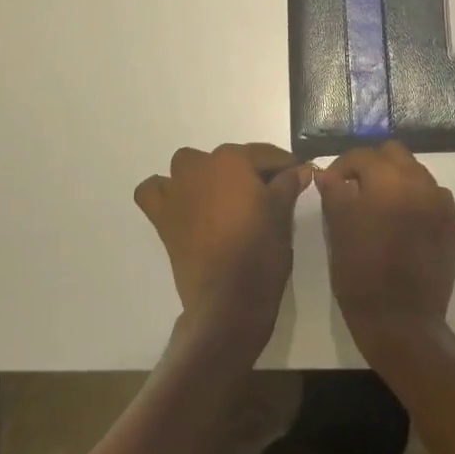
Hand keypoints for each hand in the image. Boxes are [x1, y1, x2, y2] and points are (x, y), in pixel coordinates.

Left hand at [133, 143, 311, 348]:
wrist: (228, 299)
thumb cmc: (260, 250)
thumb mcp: (282, 214)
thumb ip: (288, 184)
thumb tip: (300, 169)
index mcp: (232, 160)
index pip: (264, 154)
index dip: (285, 165)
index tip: (298, 174)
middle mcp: (200, 166)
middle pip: (228, 159)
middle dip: (247, 172)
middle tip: (267, 195)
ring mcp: (177, 190)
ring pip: (189, 167)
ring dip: (205, 175)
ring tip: (224, 198)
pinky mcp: (162, 216)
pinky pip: (154, 192)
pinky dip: (165, 192)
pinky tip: (183, 204)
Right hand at [316, 142, 454, 359]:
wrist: (402, 322)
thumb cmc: (361, 274)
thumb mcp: (338, 230)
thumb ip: (334, 192)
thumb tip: (328, 174)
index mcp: (389, 181)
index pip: (362, 156)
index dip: (341, 166)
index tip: (330, 183)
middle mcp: (421, 184)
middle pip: (395, 154)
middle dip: (372, 165)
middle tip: (355, 187)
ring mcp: (442, 205)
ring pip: (416, 174)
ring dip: (396, 180)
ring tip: (379, 206)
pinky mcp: (453, 226)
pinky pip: (433, 198)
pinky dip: (416, 200)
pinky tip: (402, 223)